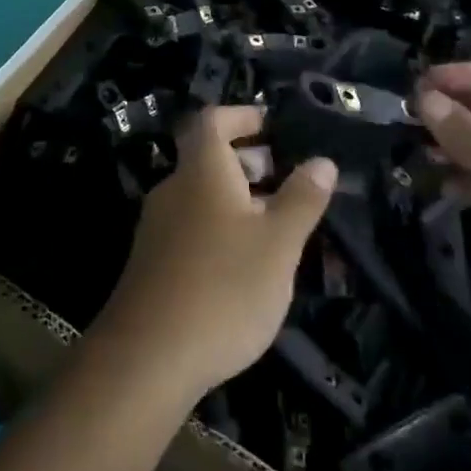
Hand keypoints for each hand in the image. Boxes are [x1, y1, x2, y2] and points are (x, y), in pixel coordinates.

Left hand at [97, 106, 336, 398]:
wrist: (149, 355)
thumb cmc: (224, 288)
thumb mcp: (278, 243)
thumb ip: (302, 199)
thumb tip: (321, 160)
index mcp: (201, 171)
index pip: (212, 120)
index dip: (242, 115)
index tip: (273, 124)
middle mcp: (173, 189)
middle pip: (208, 157)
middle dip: (248, 160)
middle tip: (287, 176)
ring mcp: (158, 226)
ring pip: (202, 195)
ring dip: (239, 197)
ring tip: (279, 221)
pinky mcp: (154, 260)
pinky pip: (193, 225)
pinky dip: (222, 226)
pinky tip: (247, 261)